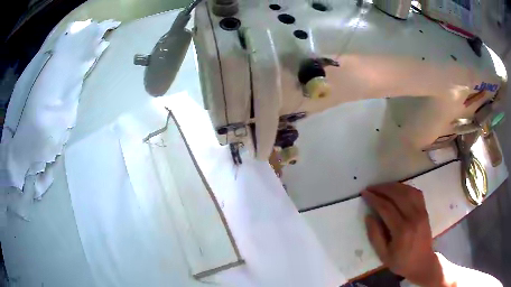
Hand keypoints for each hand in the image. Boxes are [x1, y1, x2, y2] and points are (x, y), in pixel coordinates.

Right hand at [361, 183, 443, 286]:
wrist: (422, 263)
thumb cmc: (401, 262)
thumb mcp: (383, 255)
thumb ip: (375, 236)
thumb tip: (368, 216)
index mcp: (402, 231)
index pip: (386, 208)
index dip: (374, 199)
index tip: (365, 193)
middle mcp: (413, 218)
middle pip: (398, 195)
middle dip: (383, 189)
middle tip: (371, 188)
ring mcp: (421, 212)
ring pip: (408, 191)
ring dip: (394, 186)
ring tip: (382, 187)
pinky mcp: (425, 210)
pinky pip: (416, 193)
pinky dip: (406, 188)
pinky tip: (398, 189)